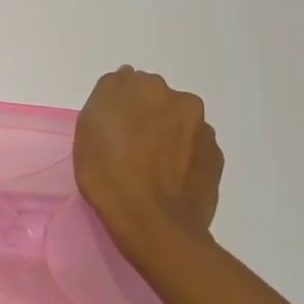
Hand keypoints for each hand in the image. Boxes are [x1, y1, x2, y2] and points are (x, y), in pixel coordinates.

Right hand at [74, 66, 223, 279]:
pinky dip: (183, 156)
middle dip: (145, 115)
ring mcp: (202, 129)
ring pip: (178, 122)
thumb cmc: (109, 175)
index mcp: (144, 86)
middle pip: (155, 99)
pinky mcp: (216, 157)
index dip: (116, 106)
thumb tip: (126, 78)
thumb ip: (108, 94)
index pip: (126, 83)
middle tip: (129, 147)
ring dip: (167, 134)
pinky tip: (169, 178)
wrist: (154, 225)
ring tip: (152, 167)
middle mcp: (179, 99)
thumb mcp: (88, 129)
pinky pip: (193, 148)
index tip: (109, 128)